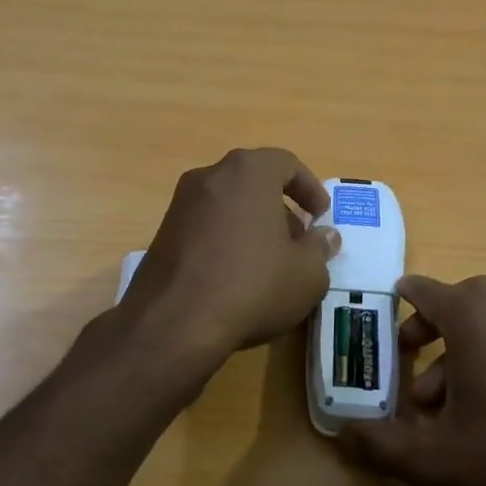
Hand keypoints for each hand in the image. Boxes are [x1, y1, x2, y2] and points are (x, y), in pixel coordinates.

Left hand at [120, 148, 340, 362]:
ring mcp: (179, 205)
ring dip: (251, 225)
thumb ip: (320, 248)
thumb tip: (324, 236)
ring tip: (268, 263)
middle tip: (297, 241)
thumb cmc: (253, 286)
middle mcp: (209, 177)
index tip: (320, 216)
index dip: (309, 187)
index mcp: (247, 172)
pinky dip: (224, 240)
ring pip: (227, 205)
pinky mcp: (161, 235)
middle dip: (279, 207)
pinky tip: (235, 278)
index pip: (285, 163)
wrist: (175, 323)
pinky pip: (204, 227)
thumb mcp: (307, 274)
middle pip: (253, 182)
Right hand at [341, 275, 485, 485]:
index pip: (428, 290)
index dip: (402, 300)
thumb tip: (344, 435)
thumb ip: (380, 444)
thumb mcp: (430, 460)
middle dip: (434, 323)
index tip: (386, 309)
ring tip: (441, 404)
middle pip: (465, 299)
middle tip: (412, 356)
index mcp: (476, 320)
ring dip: (462, 349)